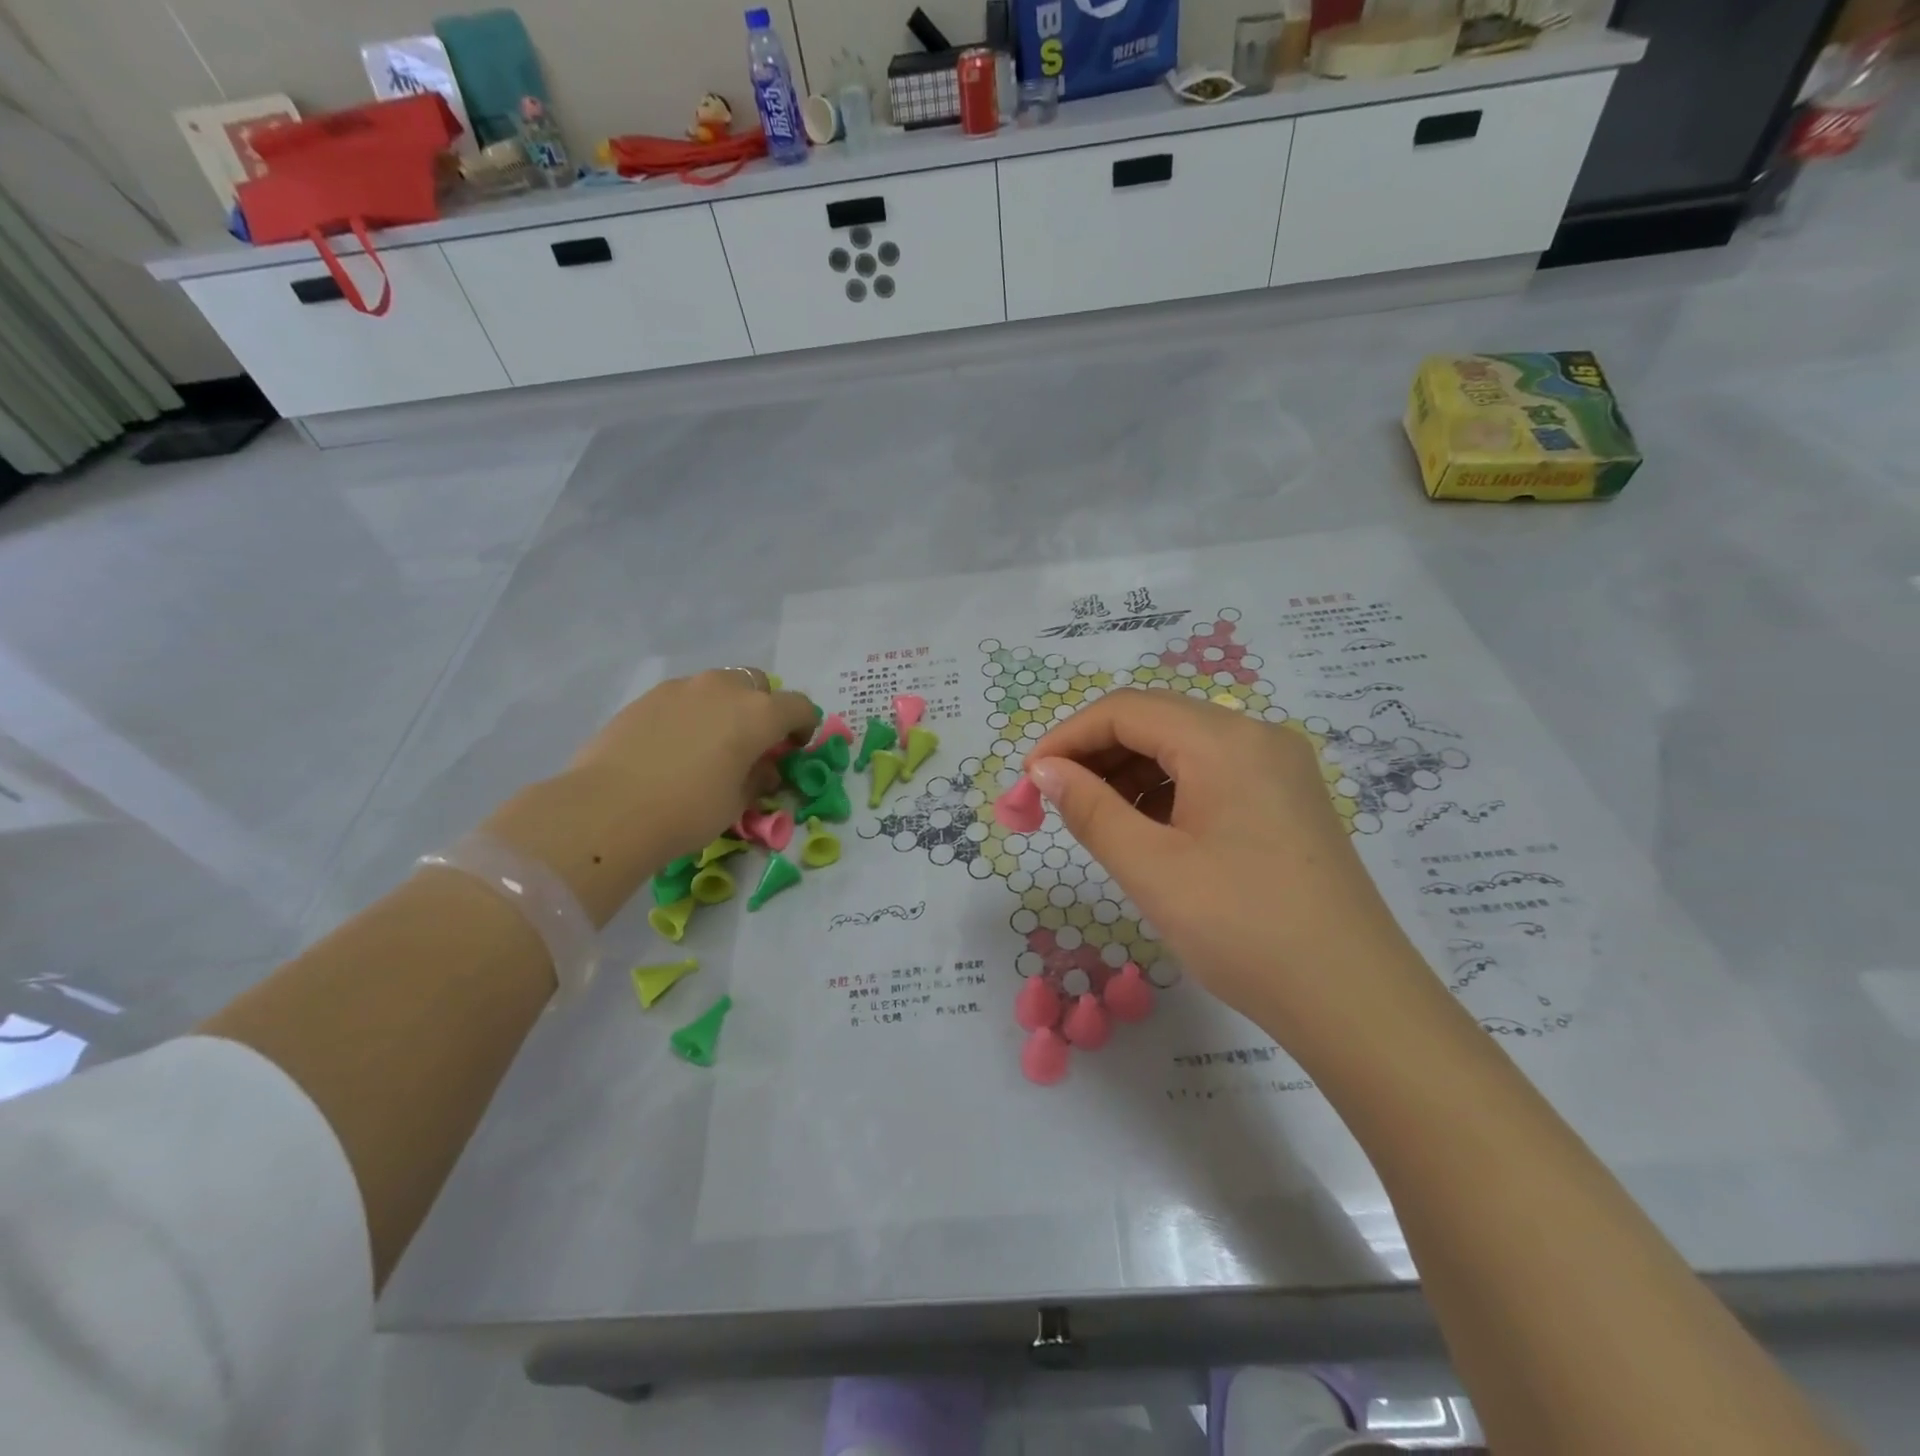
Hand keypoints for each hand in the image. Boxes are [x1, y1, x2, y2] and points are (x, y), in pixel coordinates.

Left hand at [568, 668, 816, 854]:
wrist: (609, 808)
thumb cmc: (688, 810)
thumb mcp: (737, 803)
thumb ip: (757, 778)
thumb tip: (762, 768)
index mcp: (758, 713)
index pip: (799, 707)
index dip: (804, 727)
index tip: (794, 749)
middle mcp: (724, 689)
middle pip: (758, 684)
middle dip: (763, 708)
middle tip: (753, 742)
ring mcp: (682, 687)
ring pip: (718, 686)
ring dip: (726, 707)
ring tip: (710, 743)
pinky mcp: (648, 696)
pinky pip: (684, 697)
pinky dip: (692, 713)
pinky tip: (675, 745)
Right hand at [1026, 689, 1429, 1034]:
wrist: (1355, 1002)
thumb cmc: (1244, 930)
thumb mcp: (1152, 868)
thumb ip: (1090, 809)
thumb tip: (1044, 771)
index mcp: (1225, 740)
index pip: (1126, 710)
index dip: (1067, 737)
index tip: (1028, 781)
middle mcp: (1257, 737)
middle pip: (1156, 721)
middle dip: (1096, 754)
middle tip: (1053, 802)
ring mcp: (1279, 768)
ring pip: (1183, 748)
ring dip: (1129, 774)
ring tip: (1095, 821)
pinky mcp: (1287, 801)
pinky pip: (1211, 775)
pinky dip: (1167, 792)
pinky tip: (1146, 832)